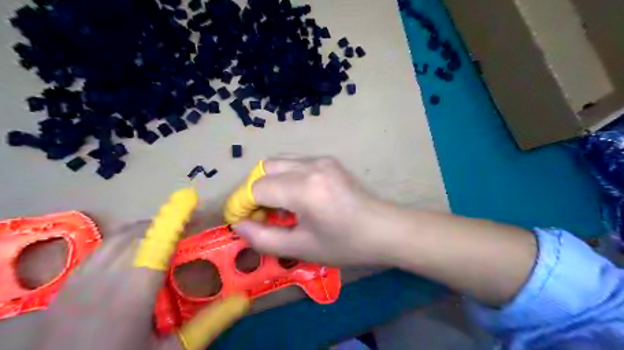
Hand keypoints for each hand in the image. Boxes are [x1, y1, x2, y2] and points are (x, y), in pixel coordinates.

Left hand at [8, 192, 248, 349]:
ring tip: (165, 235)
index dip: (174, 218)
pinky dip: (122, 241)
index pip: (156, 244)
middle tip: (189, 228)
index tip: (191, 198)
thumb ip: (208, 323)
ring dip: (145, 229)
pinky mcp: (64, 288)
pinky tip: (133, 253)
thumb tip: (242, 300)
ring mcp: (77, 283)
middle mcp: (101, 282)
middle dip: (165, 223)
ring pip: (116, 238)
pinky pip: (98, 249)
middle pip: (137, 235)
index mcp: (130, 297)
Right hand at [233, 155, 399, 265]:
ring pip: (278, 162)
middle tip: (259, 214)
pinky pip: (295, 162)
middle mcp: (310, 166)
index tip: (241, 221)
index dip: (242, 204)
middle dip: (253, 191)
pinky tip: (294, 196)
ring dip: (268, 181)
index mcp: (303, 188)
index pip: (256, 188)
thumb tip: (238, 226)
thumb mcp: (302, 248)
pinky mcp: (328, 160)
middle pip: (264, 168)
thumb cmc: (346, 244)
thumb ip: (264, 238)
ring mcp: (321, 159)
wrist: (384, 229)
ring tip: (276, 206)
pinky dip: (284, 177)